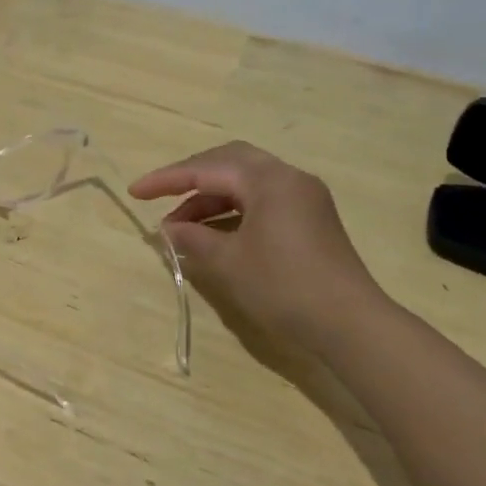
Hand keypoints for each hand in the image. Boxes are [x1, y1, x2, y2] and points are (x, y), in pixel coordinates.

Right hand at [130, 142, 395, 383]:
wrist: (351, 324)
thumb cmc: (284, 287)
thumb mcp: (229, 263)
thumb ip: (194, 239)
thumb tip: (169, 229)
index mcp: (268, 179)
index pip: (207, 168)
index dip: (167, 179)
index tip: (134, 192)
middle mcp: (288, 177)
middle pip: (229, 162)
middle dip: (191, 178)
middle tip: (161, 197)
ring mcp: (304, 196)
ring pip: (247, 181)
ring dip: (212, 198)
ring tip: (182, 226)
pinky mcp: (311, 217)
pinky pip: (263, 199)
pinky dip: (234, 210)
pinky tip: (215, 233)